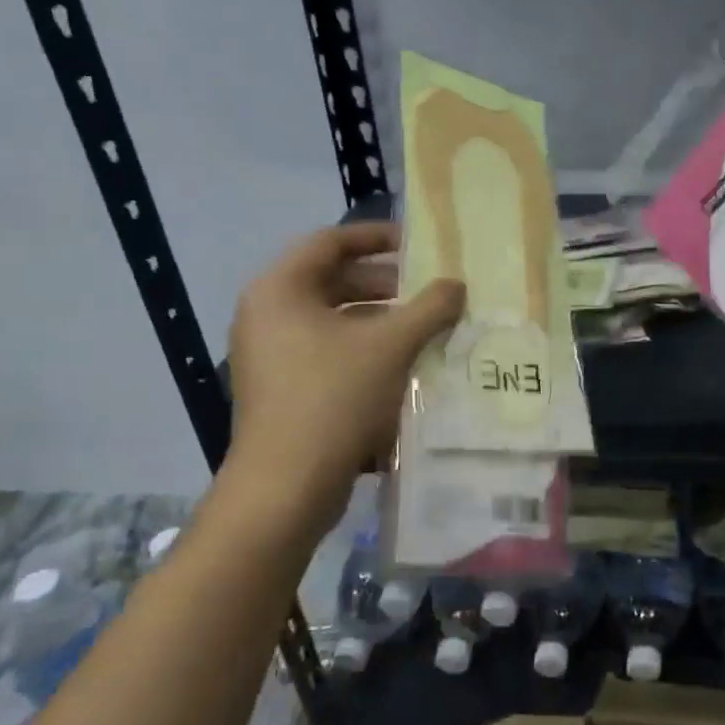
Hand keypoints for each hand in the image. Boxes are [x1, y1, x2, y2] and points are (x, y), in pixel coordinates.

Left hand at [220, 222, 462, 536]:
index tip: (418, 245)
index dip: (377, 237)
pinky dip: (365, 350)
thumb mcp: (391, 346)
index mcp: (280, 290)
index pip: (331, 242)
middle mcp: (267, 314)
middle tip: (429, 292)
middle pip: (333, 281)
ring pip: (334, 320)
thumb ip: (429, 307)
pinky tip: (404, 365)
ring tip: (425, 329)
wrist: (286, 487)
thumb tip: (457, 285)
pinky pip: (328, 352)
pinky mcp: (282, 389)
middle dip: (386, 284)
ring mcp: (270, 355)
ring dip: (381, 320)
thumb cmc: (334, 398)